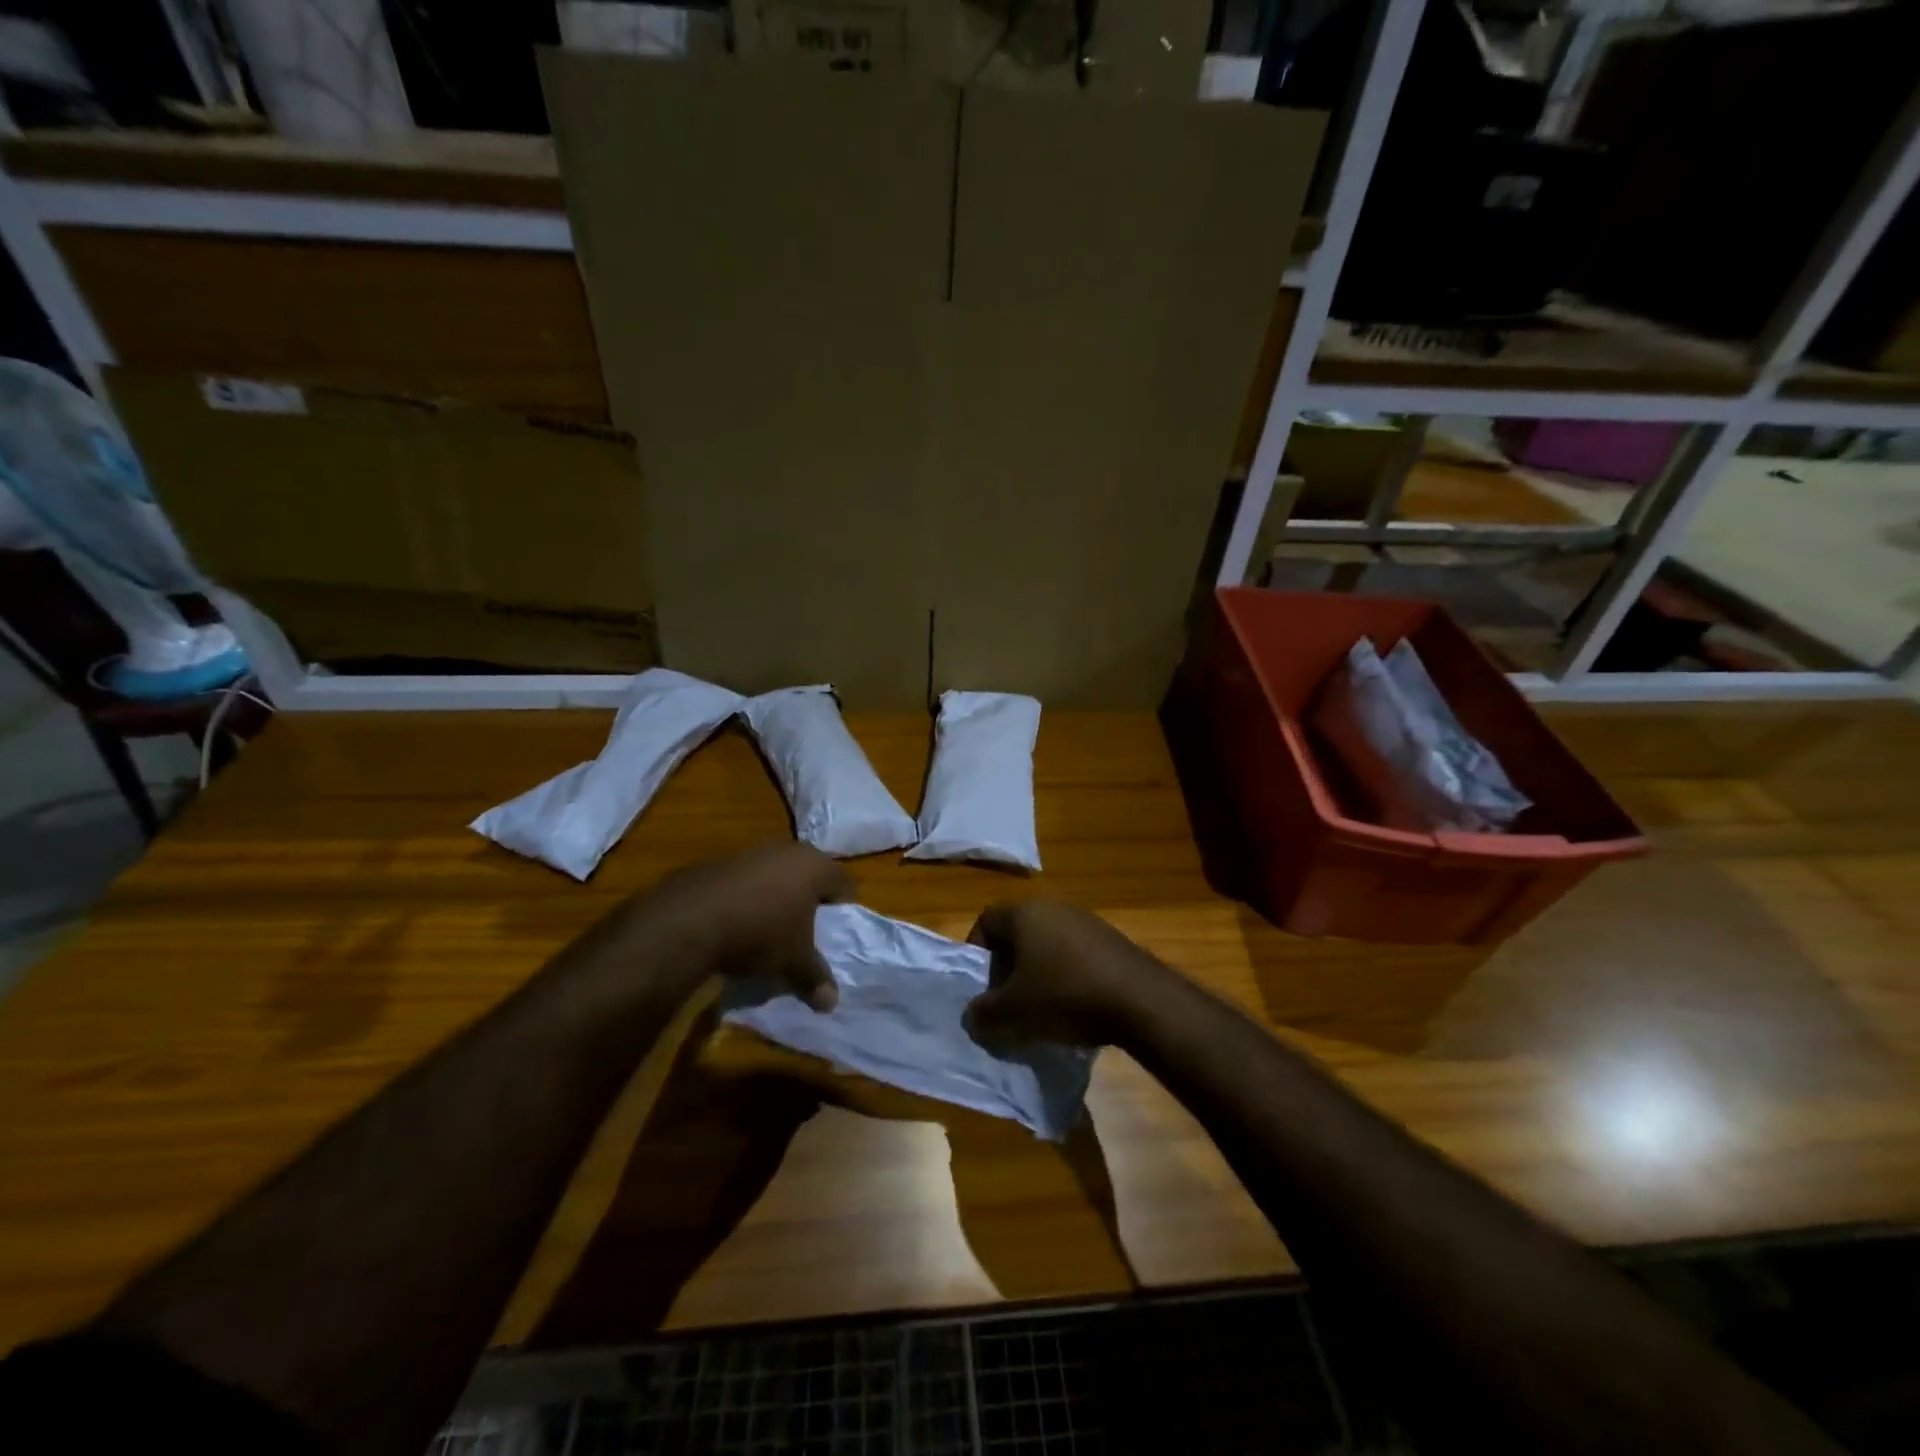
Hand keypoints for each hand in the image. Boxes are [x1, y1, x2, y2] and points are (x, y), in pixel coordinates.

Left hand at [628, 843, 850, 1010]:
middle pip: (808, 874)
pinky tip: (735, 922)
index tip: (835, 932)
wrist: (690, 919)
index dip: (843, 908)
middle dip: (808, 901)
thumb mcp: (793, 961)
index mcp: (814, 866)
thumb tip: (831, 1003)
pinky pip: (745, 880)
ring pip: (775, 874)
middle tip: (805, 930)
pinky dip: (746, 897)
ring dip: (775, 897)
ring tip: (767, 928)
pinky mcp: (719, 861)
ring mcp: (750, 852)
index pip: (843, 882)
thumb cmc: (761, 933)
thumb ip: (815, 978)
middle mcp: (786, 850)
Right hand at [963, 900, 1168, 1048]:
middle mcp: (1054, 907)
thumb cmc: (1064, 995)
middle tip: (1009, 1001)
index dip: (977, 953)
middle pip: (1018, 933)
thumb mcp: (1013, 1013)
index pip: (986, 921)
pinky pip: (1076, 955)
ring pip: (1048, 945)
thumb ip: (983, 1013)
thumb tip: (973, 1014)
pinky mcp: (1112, 940)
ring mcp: (1087, 921)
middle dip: (1008, 968)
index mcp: (1025, 913)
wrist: (1140, 1000)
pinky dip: (1067, 977)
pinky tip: (1075, 1007)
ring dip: (1039, 973)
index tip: (982, 986)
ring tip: (1042, 1009)